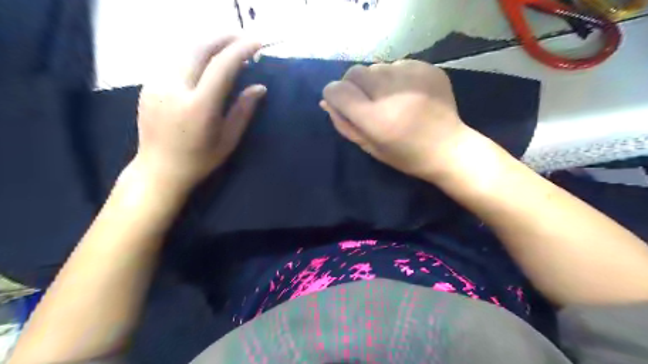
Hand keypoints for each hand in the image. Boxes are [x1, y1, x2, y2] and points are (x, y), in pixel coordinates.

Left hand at [134, 36, 264, 194]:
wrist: (159, 169)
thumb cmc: (200, 159)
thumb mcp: (228, 139)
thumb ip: (243, 110)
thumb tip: (259, 87)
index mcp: (199, 106)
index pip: (222, 66)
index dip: (241, 49)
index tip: (257, 42)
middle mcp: (174, 88)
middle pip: (199, 48)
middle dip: (224, 37)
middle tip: (243, 37)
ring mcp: (157, 83)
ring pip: (184, 49)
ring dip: (208, 42)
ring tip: (227, 45)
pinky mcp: (148, 84)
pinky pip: (174, 59)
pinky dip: (193, 53)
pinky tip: (205, 60)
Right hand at [321, 61, 474, 183]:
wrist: (448, 148)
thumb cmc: (405, 156)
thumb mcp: (369, 147)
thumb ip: (344, 124)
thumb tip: (326, 101)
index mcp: (376, 119)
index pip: (338, 90)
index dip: (334, 95)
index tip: (342, 104)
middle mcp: (391, 93)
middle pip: (354, 72)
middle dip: (352, 85)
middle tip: (366, 102)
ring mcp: (412, 77)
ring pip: (375, 66)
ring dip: (374, 81)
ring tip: (389, 98)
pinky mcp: (427, 69)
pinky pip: (396, 64)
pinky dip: (394, 77)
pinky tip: (406, 94)